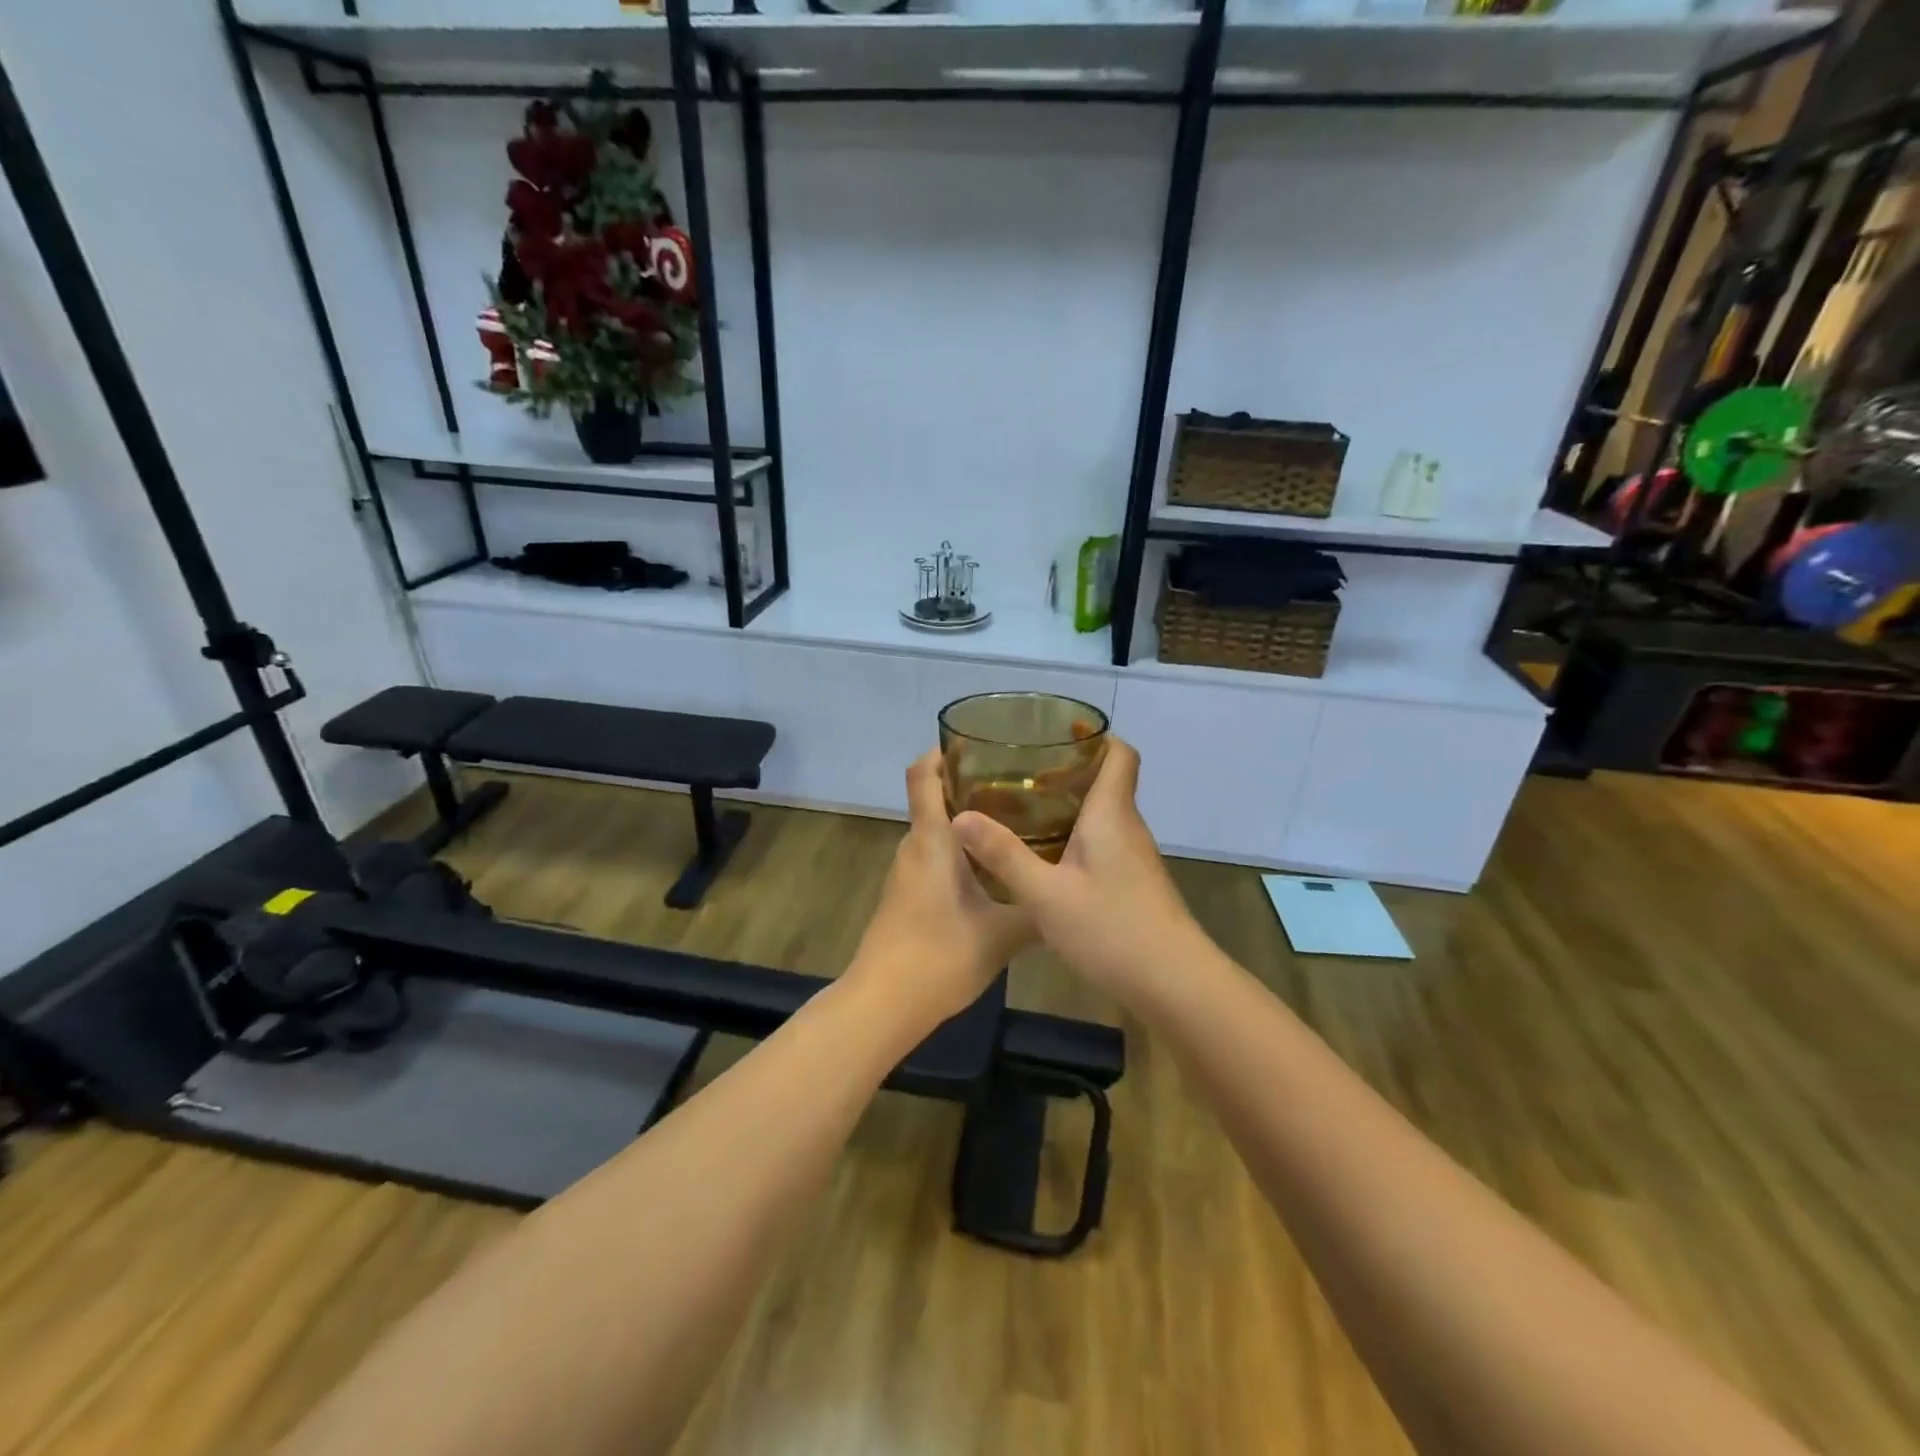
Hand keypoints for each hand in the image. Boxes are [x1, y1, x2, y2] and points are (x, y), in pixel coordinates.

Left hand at [846, 751, 1034, 1029]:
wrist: (884, 1004)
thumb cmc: (940, 956)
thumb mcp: (1002, 934)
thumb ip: (1036, 911)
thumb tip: (1069, 896)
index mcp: (932, 841)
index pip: (922, 775)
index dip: (941, 751)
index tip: (975, 743)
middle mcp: (914, 847)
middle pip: (933, 799)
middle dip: (970, 785)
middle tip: (1019, 785)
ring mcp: (906, 873)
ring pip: (936, 832)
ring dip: (967, 822)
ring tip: (1015, 823)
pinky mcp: (905, 896)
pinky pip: (933, 858)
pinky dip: (960, 851)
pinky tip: (993, 869)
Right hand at [952, 737, 1203, 1003]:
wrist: (1174, 983)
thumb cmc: (1112, 928)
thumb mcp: (1045, 894)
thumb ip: (1004, 855)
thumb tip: (959, 816)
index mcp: (1111, 814)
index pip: (1119, 754)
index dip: (1097, 736)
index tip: (1060, 732)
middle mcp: (1127, 827)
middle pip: (1107, 781)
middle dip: (1068, 770)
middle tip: (1021, 773)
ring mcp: (1135, 857)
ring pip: (1104, 815)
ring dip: (1070, 805)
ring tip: (1024, 810)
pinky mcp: (1134, 883)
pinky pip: (1104, 842)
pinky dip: (1077, 836)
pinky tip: (1047, 857)